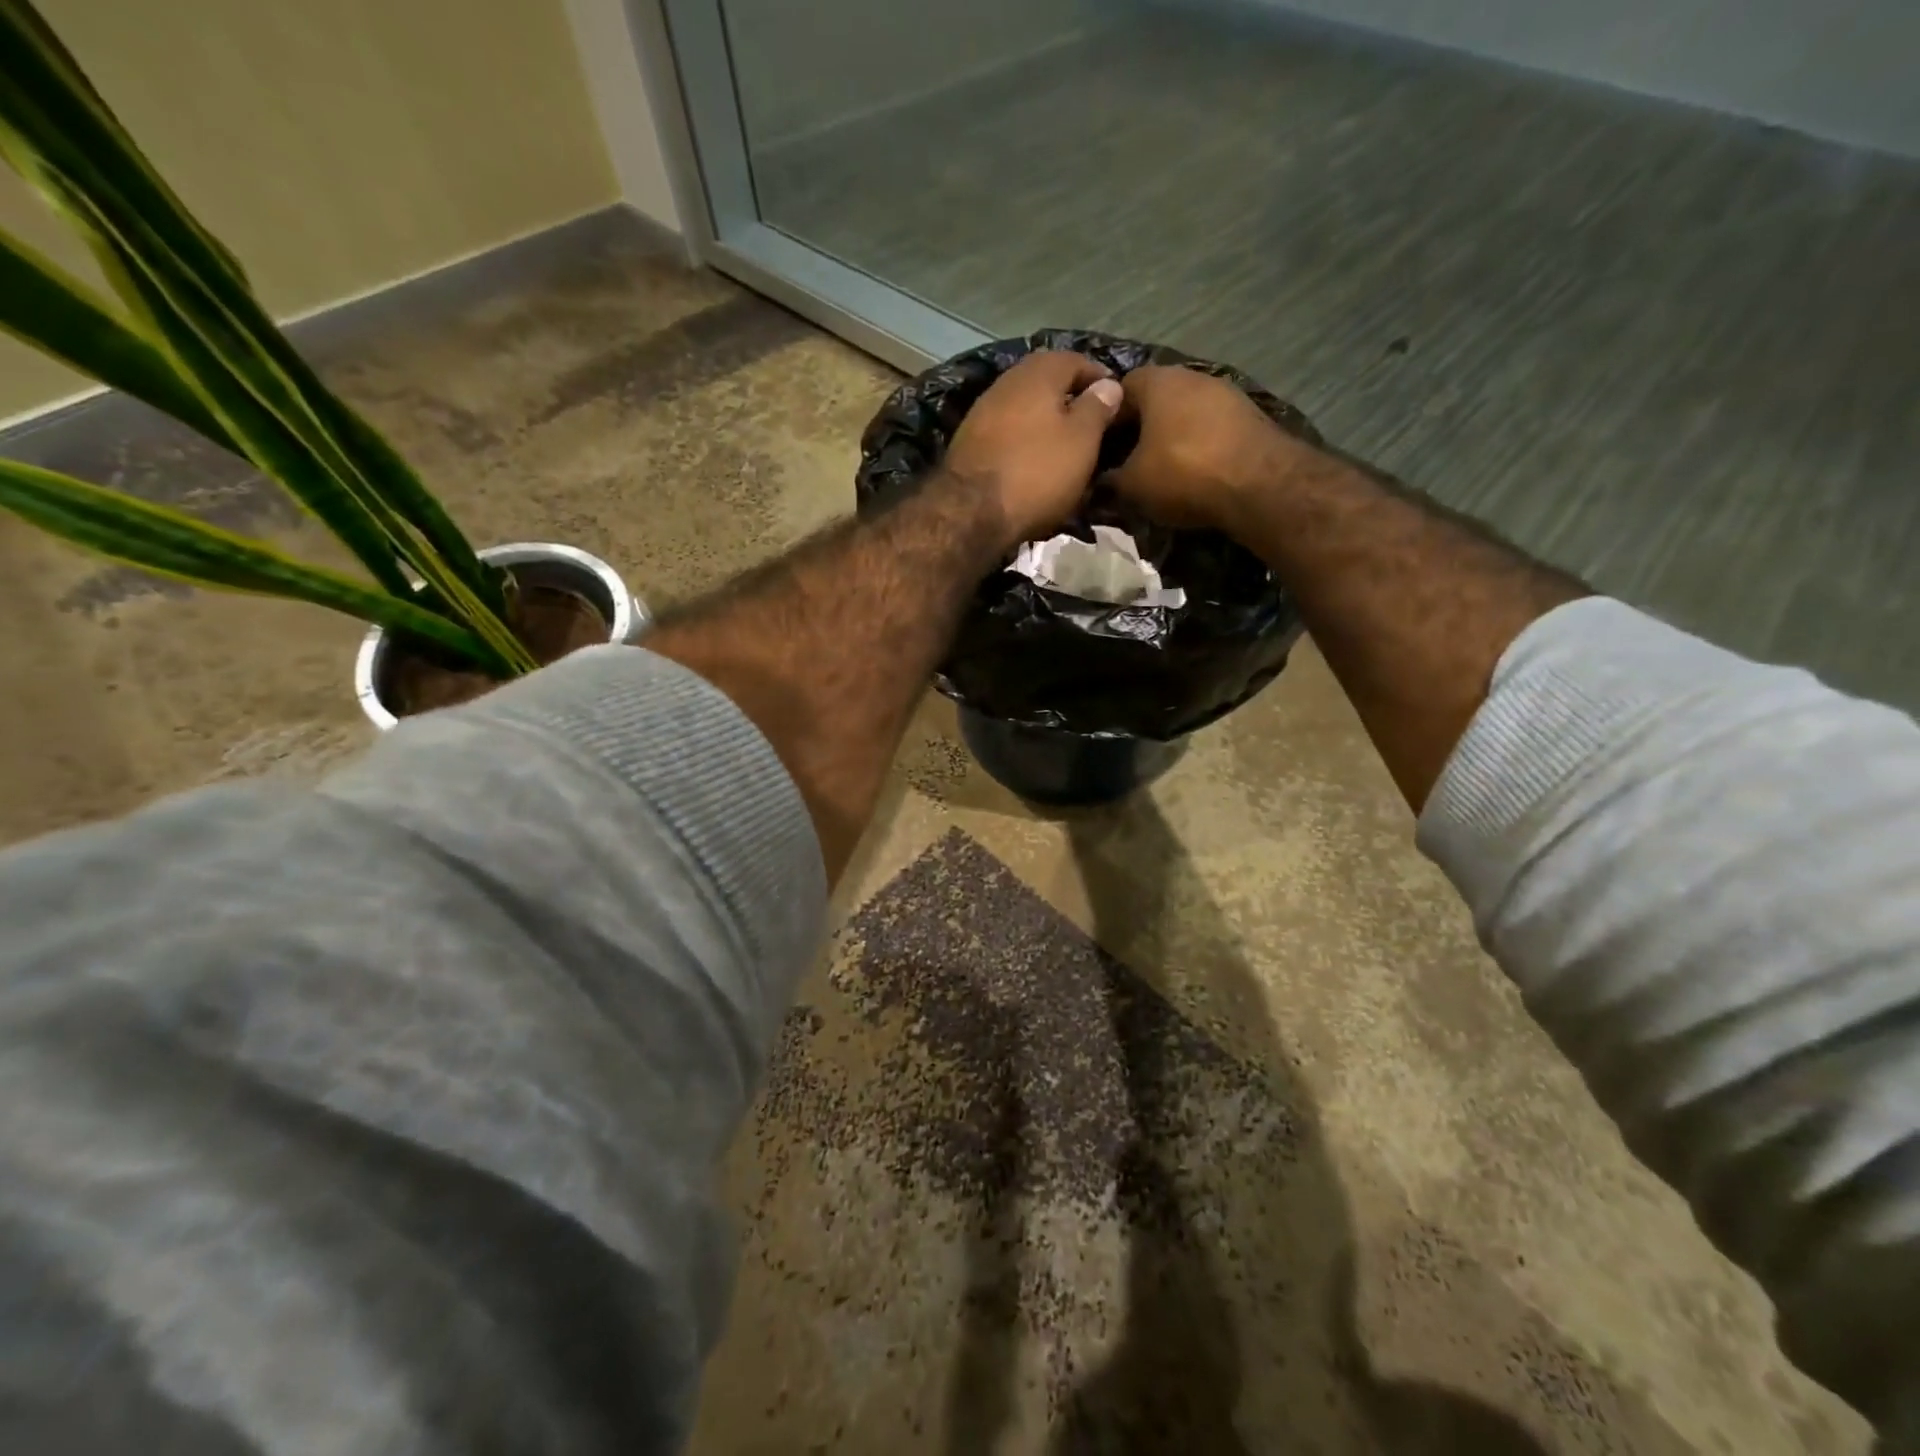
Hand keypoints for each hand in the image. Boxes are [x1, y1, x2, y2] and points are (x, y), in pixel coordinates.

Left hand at [945, 351, 1123, 547]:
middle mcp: (1007, 382)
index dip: (1099, 378)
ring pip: (1024, 407)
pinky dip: (1023, 440)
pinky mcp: (968, 442)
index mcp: (1038, 373)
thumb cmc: (1036, 472)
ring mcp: (982, 411)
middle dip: (1069, 399)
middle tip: (1091, 425)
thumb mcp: (1082, 441)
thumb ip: (1097, 408)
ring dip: (1044, 421)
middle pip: (1046, 382)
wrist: (970, 512)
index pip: (1076, 360)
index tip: (1115, 400)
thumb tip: (1109, 383)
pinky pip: (1006, 432)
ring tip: (1064, 446)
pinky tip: (1033, 461)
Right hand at [1109, 365, 1306, 532]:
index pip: (1116, 390)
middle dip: (1138, 428)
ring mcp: (1225, 393)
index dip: (1104, 419)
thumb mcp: (1131, 485)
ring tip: (1159, 469)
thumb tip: (1098, 480)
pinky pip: (1209, 427)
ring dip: (1170, 437)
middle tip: (1125, 462)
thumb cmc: (1183, 474)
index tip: (1098, 448)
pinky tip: (1192, 472)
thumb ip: (1109, 479)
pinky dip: (1197, 446)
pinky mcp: (1249, 415)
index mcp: (1157, 382)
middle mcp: (1191, 376)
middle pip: (1153, 399)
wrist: (1260, 484)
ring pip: (1183, 413)